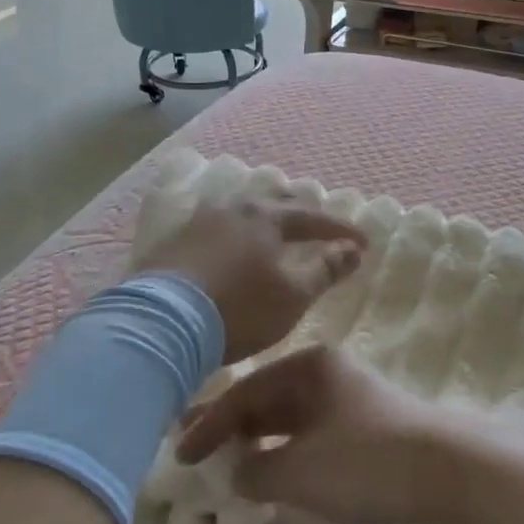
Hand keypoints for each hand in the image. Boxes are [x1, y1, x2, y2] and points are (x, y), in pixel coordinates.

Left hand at [130, 191, 365, 363]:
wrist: (161, 324)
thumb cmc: (239, 309)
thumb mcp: (293, 296)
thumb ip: (326, 270)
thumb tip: (353, 250)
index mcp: (266, 218)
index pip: (313, 218)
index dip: (340, 230)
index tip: (362, 243)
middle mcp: (233, 209)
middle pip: (274, 200)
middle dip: (300, 210)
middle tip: (316, 223)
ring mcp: (199, 221)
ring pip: (240, 208)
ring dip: (263, 215)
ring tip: (272, 228)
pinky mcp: (174, 240)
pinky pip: (214, 224)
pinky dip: (234, 230)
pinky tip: (229, 243)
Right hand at [175, 344, 460, 523]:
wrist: (449, 469)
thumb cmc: (366, 460)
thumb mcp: (300, 471)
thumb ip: (257, 471)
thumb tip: (236, 472)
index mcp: (308, 367)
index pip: (244, 393)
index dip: (209, 425)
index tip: (180, 456)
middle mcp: (325, 373)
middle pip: (265, 398)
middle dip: (229, 425)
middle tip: (190, 447)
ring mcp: (347, 397)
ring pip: (288, 416)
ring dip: (257, 439)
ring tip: (224, 459)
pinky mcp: (364, 425)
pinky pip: (309, 432)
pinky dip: (285, 449)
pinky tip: (272, 469)